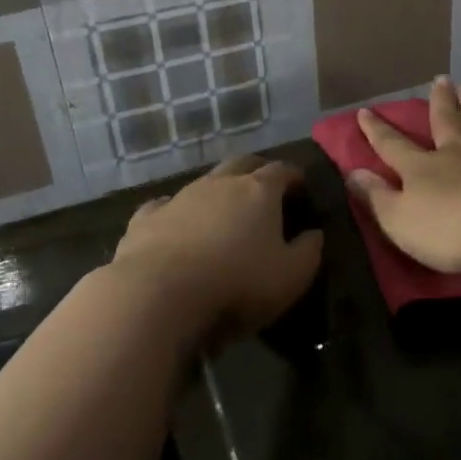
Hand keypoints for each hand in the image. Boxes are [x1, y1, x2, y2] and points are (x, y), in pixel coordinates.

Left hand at [113, 155, 323, 348]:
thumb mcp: (291, 276)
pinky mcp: (146, 219)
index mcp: (259, 191)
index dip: (294, 176)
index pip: (282, 171)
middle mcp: (220, 184)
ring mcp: (180, 197)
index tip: (302, 187)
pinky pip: (165, 205)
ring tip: (224, 210)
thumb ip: (309, 251)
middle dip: (257, 170)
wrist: (157, 296)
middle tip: (266, 186)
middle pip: (243, 163)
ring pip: (204, 181)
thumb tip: (315, 233)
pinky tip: (176, 224)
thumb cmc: (236, 284)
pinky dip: (177, 211)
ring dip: (218, 190)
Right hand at [347, 77, 460, 277]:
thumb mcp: (400, 220)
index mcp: (421, 168)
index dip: (377, 130)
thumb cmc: (450, 229)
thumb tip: (353, 172)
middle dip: (438, 102)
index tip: (365, 111)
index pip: (392, 145)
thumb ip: (376, 197)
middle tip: (439, 79)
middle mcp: (454, 153)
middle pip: (444, 121)